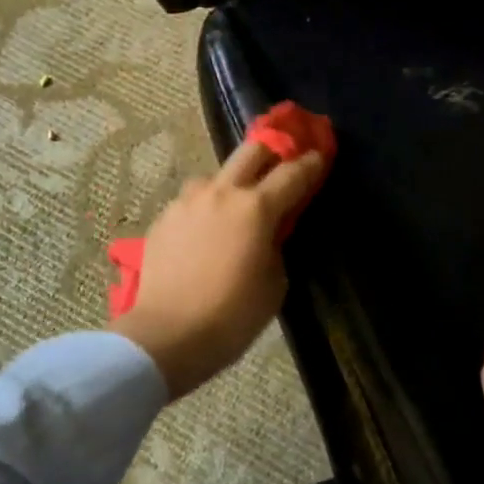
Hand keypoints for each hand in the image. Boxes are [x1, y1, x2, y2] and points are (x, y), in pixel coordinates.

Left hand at [110, 141, 326, 398]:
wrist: (167, 335)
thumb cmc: (231, 316)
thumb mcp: (274, 284)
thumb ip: (276, 246)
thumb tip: (269, 233)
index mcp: (255, 208)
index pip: (292, 173)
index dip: (311, 163)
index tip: (320, 155)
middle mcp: (220, 193)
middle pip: (251, 151)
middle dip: (272, 149)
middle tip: (283, 159)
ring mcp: (187, 202)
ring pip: (215, 175)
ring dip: (232, 182)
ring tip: (236, 205)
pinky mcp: (164, 218)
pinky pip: (192, 201)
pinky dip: (206, 208)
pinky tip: (206, 230)